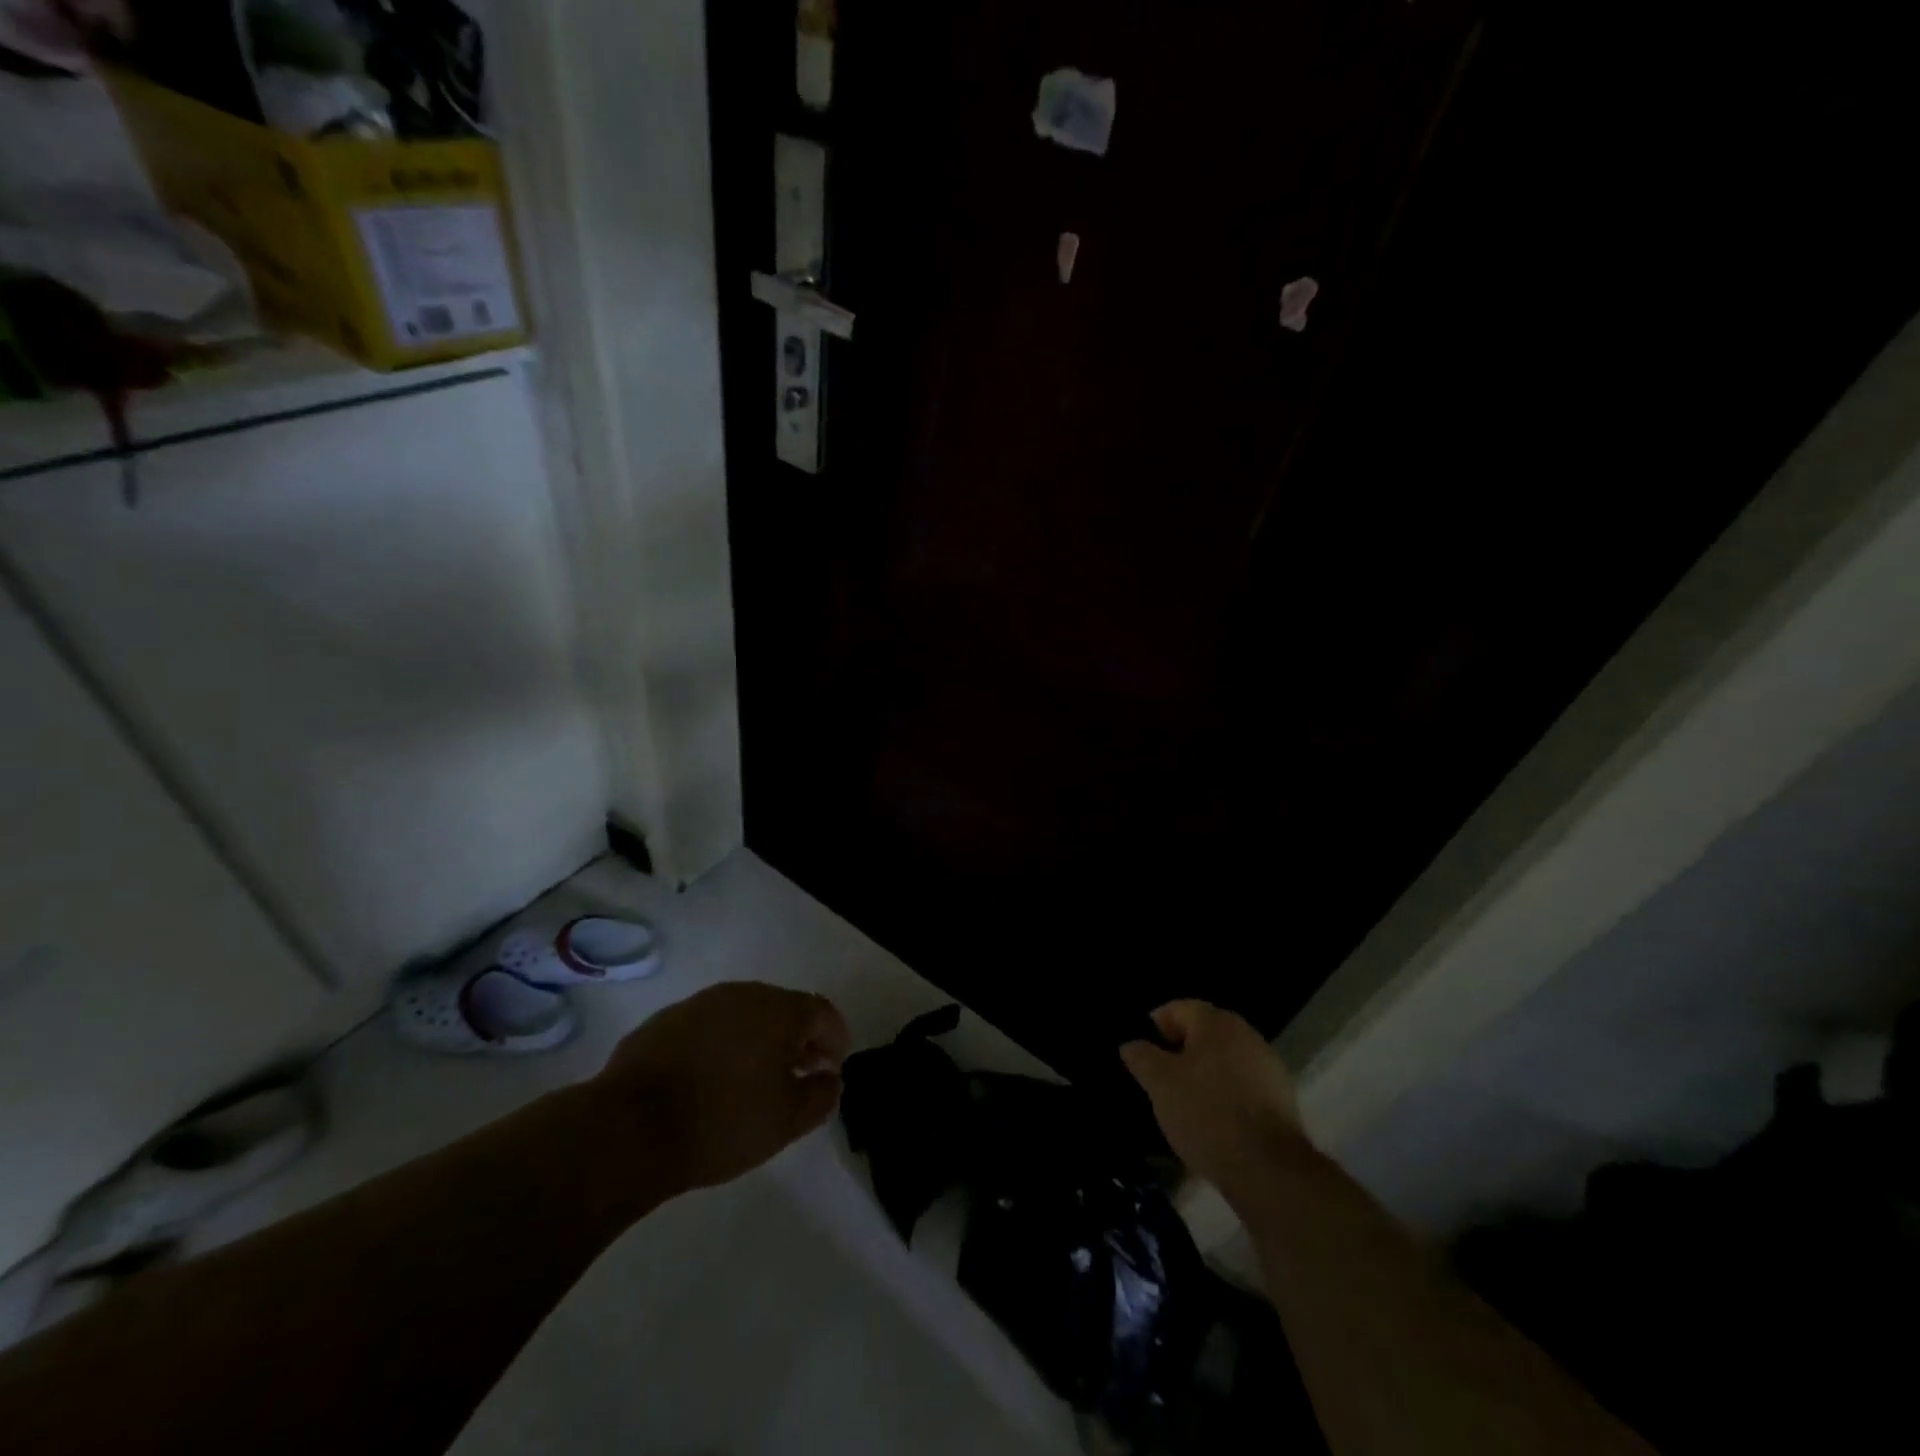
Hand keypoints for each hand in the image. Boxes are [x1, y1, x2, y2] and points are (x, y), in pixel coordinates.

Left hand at [593, 982, 850, 1192]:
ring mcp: (700, 1004)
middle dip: (797, 1038)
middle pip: (783, 1009)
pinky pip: (708, 1027)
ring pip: (743, 1015)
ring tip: (754, 1079)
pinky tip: (710, 1080)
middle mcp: (743, 994)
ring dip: (757, 1040)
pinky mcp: (665, 1021)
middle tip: (798, 1074)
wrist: (629, 1128)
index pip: (822, 1013)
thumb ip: (821, 1095)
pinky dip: (720, 1045)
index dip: (835, 1039)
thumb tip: (830, 1078)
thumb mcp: (787, 1121)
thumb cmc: (722, 1121)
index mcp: (779, 1009)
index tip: (833, 1068)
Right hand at [1120, 1000, 1309, 1205]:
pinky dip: (1225, 1096)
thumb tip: (1132, 1044)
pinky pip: (1242, 1086)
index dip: (1155, 1028)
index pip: (1178, 1009)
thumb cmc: (1206, 1114)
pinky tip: (1214, 1123)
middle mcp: (1246, 1034)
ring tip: (1185, 1106)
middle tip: (1160, 1081)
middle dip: (1179, 1053)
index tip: (1142, 1056)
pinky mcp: (1281, 1098)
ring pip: (1223, 1061)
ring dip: (1203, 1075)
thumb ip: (1142, 1057)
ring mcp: (1268, 1066)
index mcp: (1216, 1022)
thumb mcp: (1160, 1084)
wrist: (1269, 1170)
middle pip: (1203, 1034)